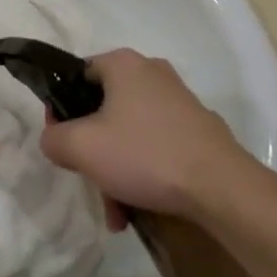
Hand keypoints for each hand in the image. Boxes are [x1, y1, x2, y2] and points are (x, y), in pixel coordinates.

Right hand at [40, 49, 272, 220]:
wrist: (222, 188)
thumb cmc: (145, 155)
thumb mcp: (82, 147)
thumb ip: (53, 138)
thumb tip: (54, 139)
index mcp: (122, 64)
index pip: (76, 77)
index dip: (61, 109)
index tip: (62, 142)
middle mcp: (151, 72)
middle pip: (103, 109)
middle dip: (93, 151)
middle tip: (89, 182)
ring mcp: (178, 100)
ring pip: (129, 132)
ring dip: (116, 170)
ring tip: (118, 213)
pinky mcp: (198, 128)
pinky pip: (156, 145)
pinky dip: (143, 172)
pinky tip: (139, 208)